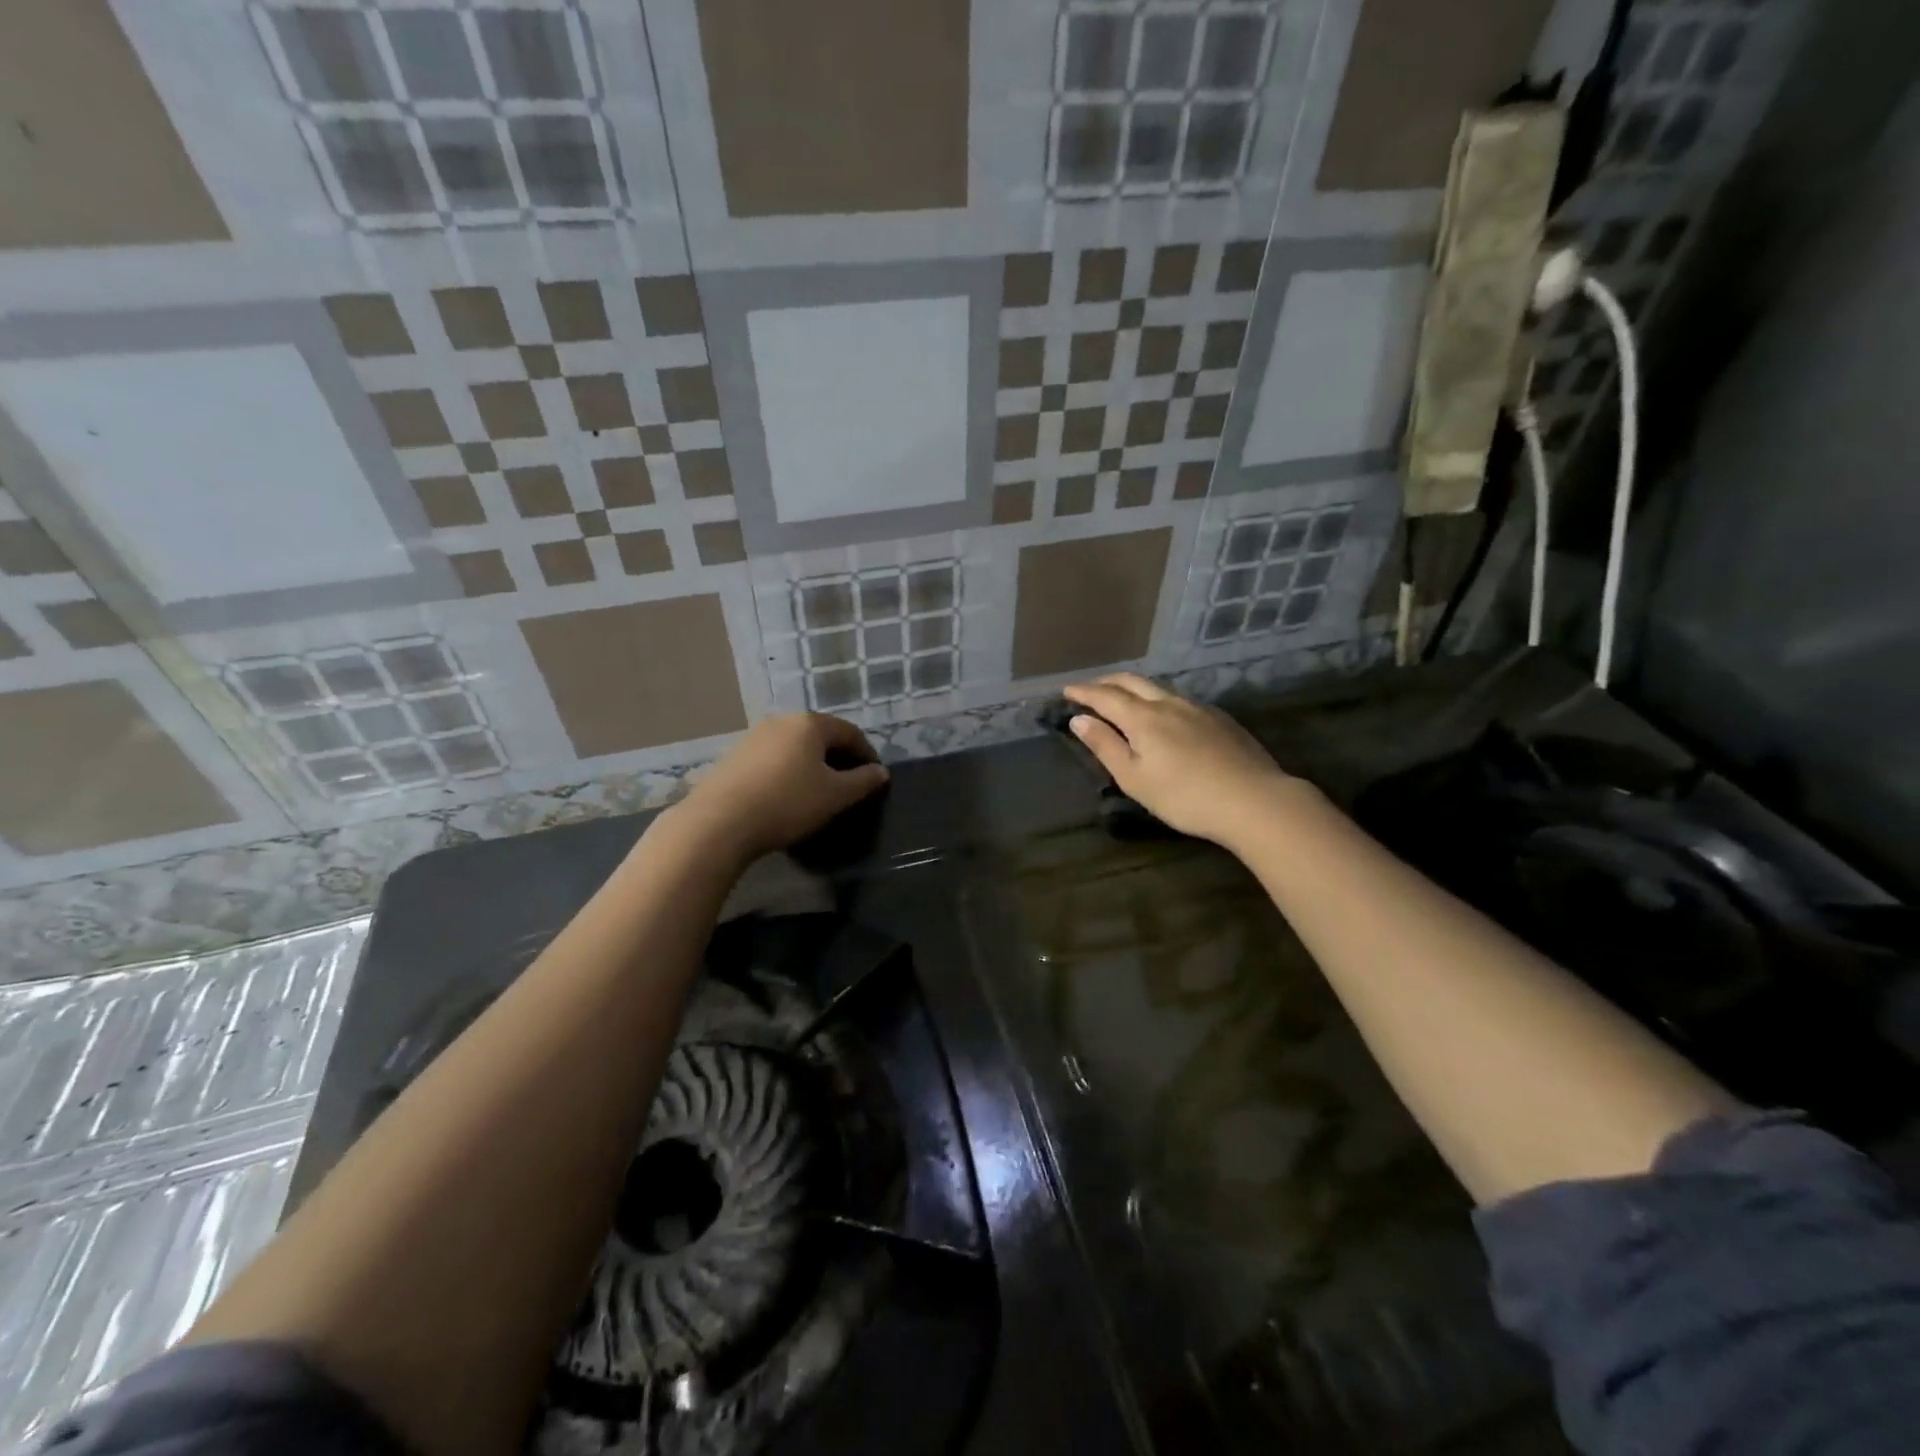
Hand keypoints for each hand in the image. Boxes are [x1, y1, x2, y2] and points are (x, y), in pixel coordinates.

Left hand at [671, 714, 888, 862]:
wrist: (719, 821)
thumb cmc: (788, 802)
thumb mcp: (835, 796)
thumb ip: (863, 781)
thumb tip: (880, 772)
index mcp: (810, 724)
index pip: (850, 732)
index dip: (867, 754)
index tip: (875, 778)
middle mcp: (781, 721)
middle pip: (820, 736)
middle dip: (838, 758)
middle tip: (849, 785)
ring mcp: (753, 737)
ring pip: (794, 747)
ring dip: (811, 765)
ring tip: (818, 792)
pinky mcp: (734, 756)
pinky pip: (772, 759)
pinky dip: (787, 772)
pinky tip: (786, 796)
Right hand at [1061, 674, 1305, 849]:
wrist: (1253, 800)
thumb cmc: (1184, 796)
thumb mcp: (1135, 778)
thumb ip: (1105, 746)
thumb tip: (1079, 719)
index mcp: (1143, 717)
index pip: (1105, 696)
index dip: (1083, 692)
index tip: (1066, 691)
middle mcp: (1168, 703)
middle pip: (1132, 681)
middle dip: (1106, 682)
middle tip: (1090, 689)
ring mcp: (1198, 708)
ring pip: (1158, 688)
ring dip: (1134, 688)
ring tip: (1123, 698)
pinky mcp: (1219, 718)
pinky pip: (1180, 699)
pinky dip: (1159, 699)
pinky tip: (1164, 715)